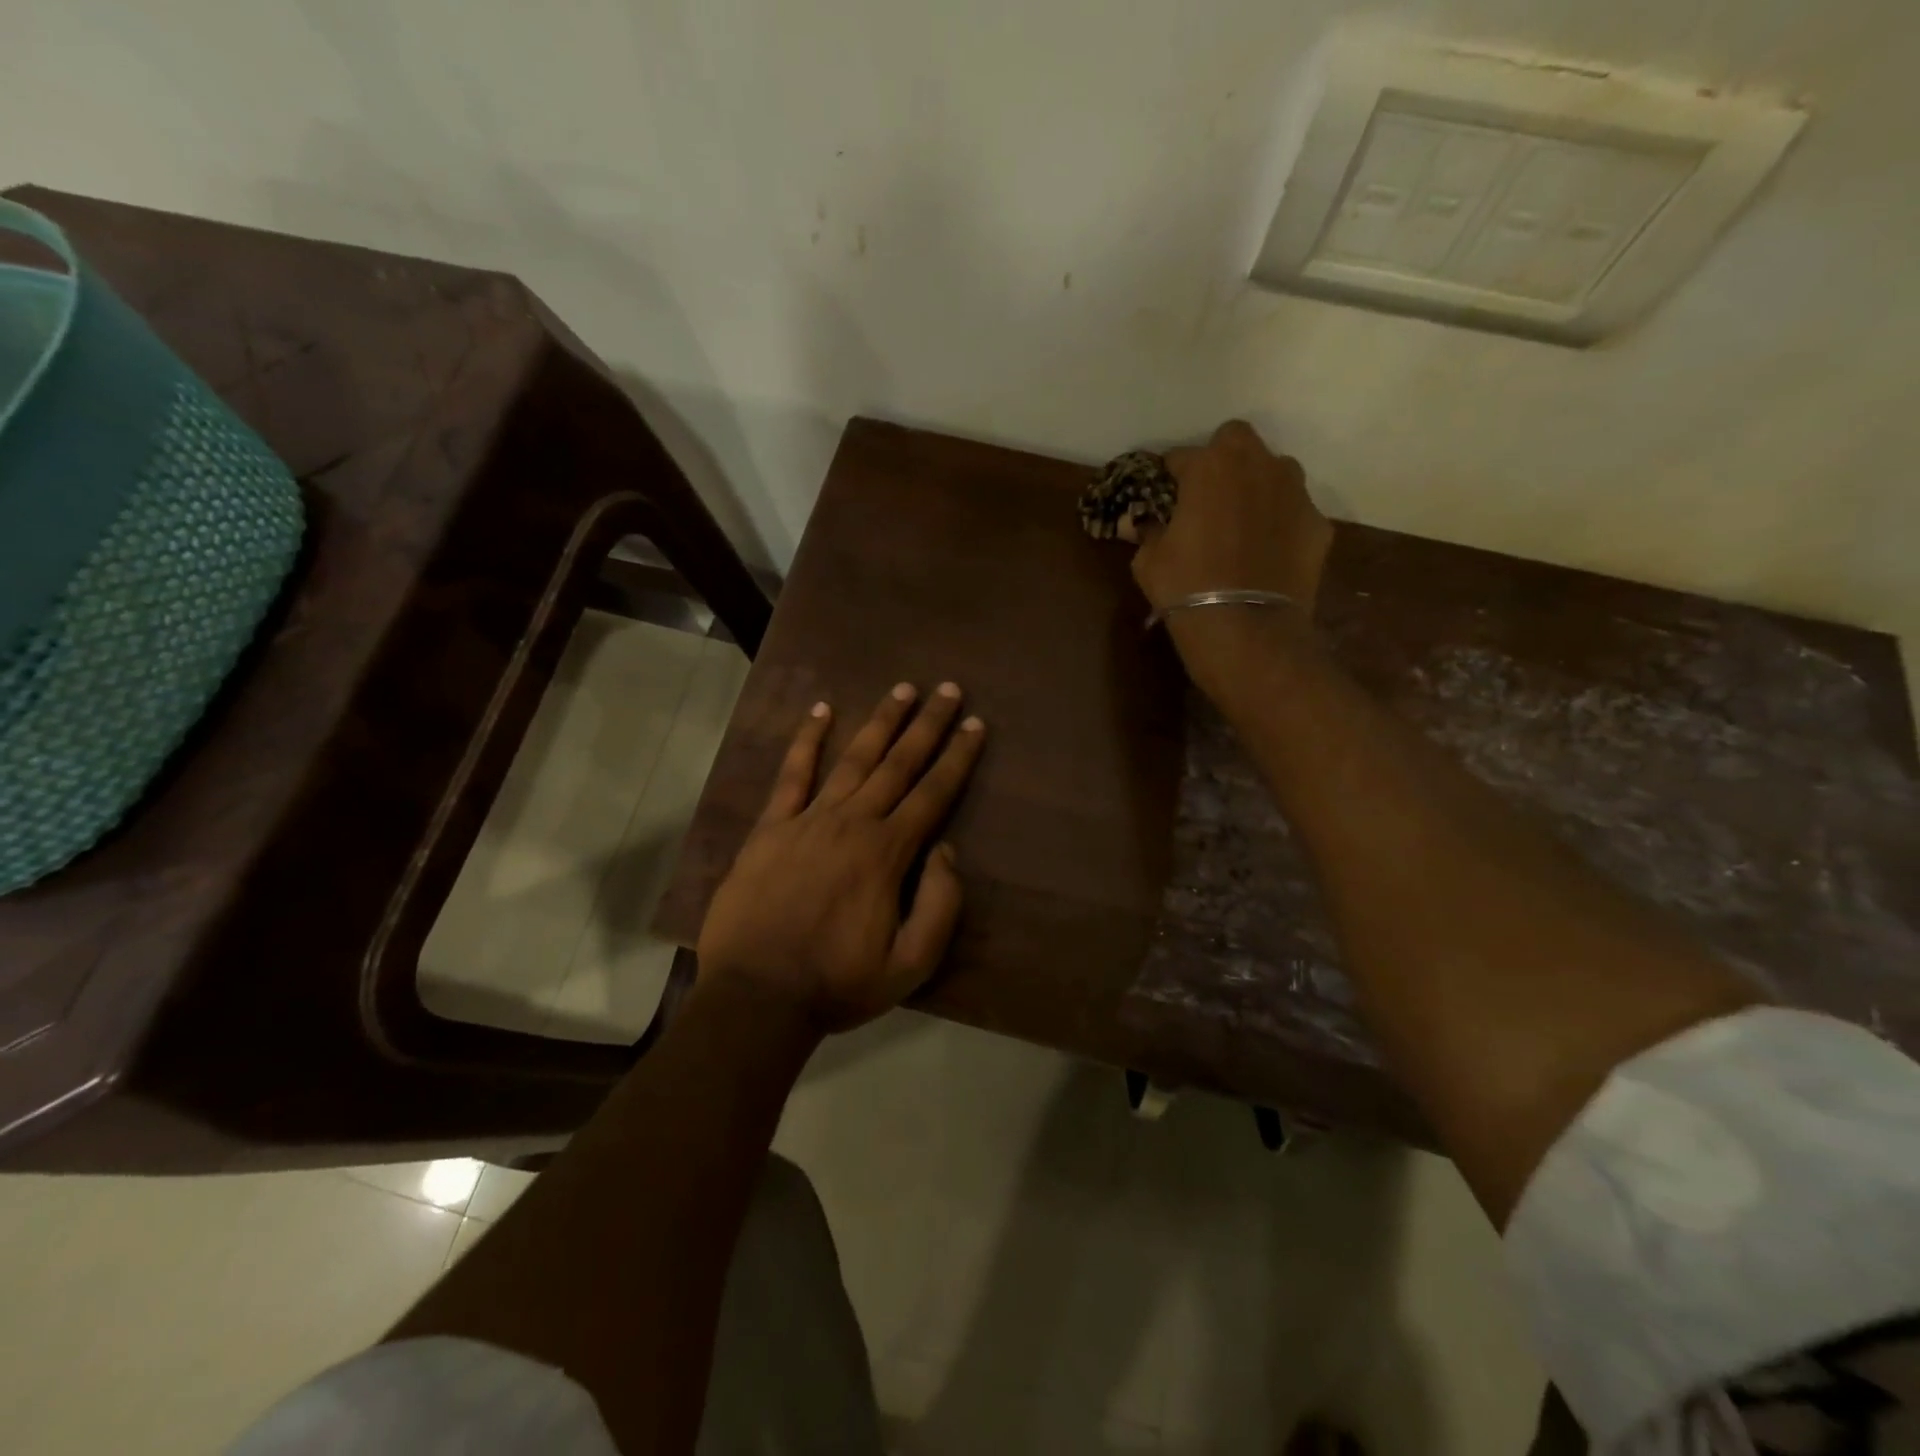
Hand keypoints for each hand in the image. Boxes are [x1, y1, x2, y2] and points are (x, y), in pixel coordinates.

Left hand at [697, 683, 985, 1033]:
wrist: (757, 996)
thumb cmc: (838, 983)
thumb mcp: (910, 964)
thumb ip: (940, 905)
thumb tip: (945, 850)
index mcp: (887, 853)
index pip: (934, 793)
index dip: (958, 757)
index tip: (975, 724)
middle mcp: (852, 823)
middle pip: (898, 764)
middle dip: (927, 725)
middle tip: (947, 688)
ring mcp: (808, 820)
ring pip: (853, 759)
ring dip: (880, 721)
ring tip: (902, 689)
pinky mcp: (770, 827)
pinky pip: (791, 775)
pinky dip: (807, 740)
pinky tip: (821, 710)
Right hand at [1131, 420, 1331, 616]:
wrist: (1246, 628)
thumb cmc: (1186, 587)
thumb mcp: (1147, 560)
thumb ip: (1149, 531)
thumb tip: (1146, 524)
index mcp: (1210, 467)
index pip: (1181, 456)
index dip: (1170, 477)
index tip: (1164, 498)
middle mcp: (1258, 466)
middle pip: (1237, 441)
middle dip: (1221, 461)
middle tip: (1207, 497)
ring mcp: (1295, 493)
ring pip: (1274, 471)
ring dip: (1256, 486)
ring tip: (1242, 523)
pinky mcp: (1318, 524)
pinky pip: (1293, 512)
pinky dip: (1280, 523)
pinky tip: (1267, 553)